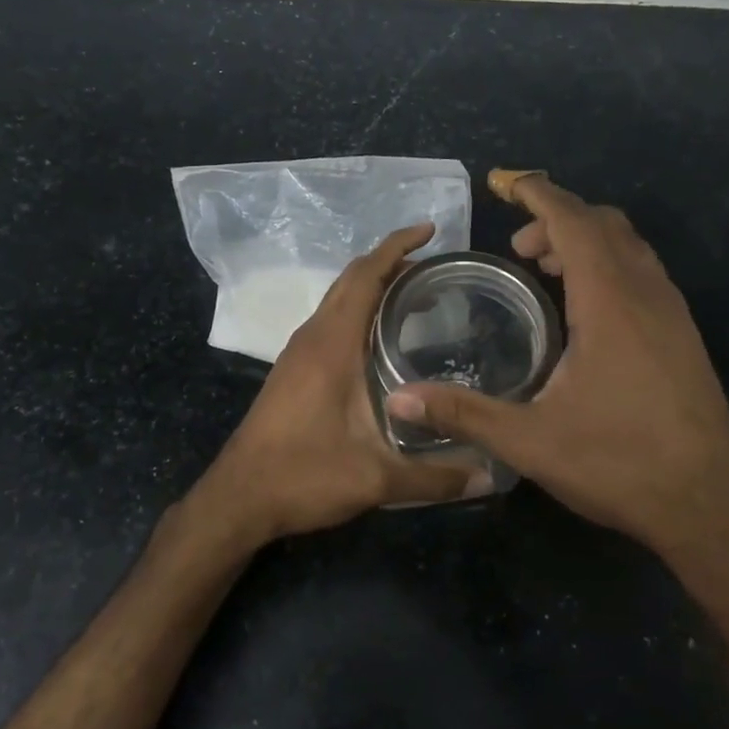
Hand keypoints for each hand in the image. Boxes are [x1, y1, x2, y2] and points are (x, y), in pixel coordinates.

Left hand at [187, 225, 492, 546]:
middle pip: (351, 279)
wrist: (239, 498)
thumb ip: (434, 477)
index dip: (397, 245)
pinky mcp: (293, 370)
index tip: (430, 230)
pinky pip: (331, 321)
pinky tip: (381, 340)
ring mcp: (298, 352)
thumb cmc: (303, 476)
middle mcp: (313, 337)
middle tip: (435, 267)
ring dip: (372, 286)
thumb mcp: (375, 479)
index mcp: (332, 344)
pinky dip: (358, 311)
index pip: (366, 275)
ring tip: (416, 296)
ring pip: (338, 299)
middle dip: (390, 261)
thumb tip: (489, 475)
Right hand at [386, 176, 728, 592]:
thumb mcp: (531, 441)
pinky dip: (608, 265)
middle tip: (516, 248)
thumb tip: (400, 400)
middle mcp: (648, 293)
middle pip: (603, 223)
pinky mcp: (684, 337)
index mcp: (611, 301)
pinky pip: (643, 273)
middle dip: (556, 218)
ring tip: (544, 270)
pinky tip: (585, 312)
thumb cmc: (620, 464)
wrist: (711, 507)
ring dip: (586, 241)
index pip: (573, 221)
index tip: (504, 182)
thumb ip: (464, 413)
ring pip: (630, 246)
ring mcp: (674, 314)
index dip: (536, 194)